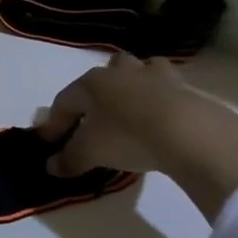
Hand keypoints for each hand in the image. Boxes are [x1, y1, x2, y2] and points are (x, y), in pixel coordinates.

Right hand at [35, 53, 237, 220]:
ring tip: (132, 106)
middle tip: (93, 114)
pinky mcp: (186, 89)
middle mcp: (121, 72)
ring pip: (140, 70)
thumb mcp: (91, 153)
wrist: (189, 134)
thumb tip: (51, 167)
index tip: (48, 142)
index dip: (54, 123)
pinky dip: (162, 99)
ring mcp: (156, 77)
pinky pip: (168, 89)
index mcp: (92, 82)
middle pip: (104, 73)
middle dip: (95, 91)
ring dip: (133, 84)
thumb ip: (68, 159)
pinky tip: (162, 116)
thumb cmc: (128, 136)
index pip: (64, 101)